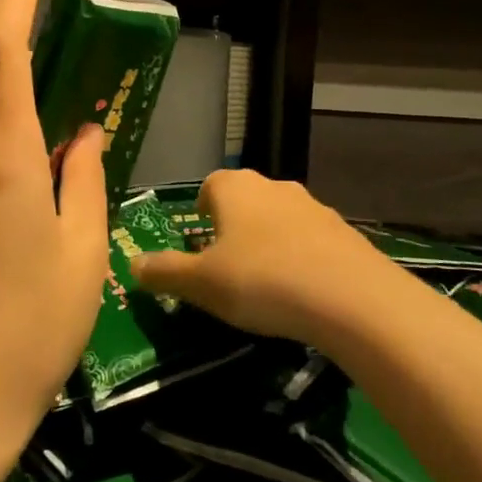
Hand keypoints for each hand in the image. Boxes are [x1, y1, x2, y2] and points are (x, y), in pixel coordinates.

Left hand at [0, 0, 107, 439]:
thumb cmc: (37, 323)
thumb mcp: (84, 247)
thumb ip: (83, 176)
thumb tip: (82, 134)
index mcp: (4, 158)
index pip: (3, 50)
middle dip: (32, 99)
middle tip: (72, 140)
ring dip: (14, 154)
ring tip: (46, 217)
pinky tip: (9, 243)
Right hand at [133, 169, 402, 348]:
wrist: (349, 295)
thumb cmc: (261, 280)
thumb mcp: (201, 283)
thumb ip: (165, 272)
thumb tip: (132, 264)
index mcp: (235, 188)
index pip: (209, 186)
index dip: (201, 211)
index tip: (199, 241)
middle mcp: (273, 185)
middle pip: (245, 200)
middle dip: (233, 228)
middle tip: (226, 267)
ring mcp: (312, 205)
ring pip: (278, 218)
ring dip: (268, 241)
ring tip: (265, 283)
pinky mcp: (342, 230)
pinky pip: (309, 239)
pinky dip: (300, 257)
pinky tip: (301, 292)